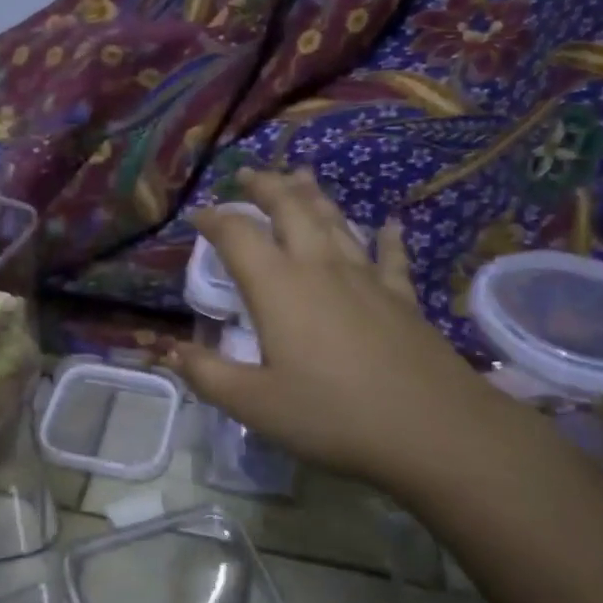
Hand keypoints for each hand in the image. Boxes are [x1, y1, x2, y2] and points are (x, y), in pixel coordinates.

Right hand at [162, 170, 542, 495]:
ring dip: (314, 195)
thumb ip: (208, 375)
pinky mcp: (402, 297)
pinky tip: (390, 224)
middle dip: (266, 187)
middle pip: (290, 210)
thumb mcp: (255, 404)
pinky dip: (387, 236)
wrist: (433, 429)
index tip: (198, 214)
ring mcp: (366, 278)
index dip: (214, 219)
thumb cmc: (333, 415)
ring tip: (300, 175)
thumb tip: (168, 350)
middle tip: (248, 173)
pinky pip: (391, 256)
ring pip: (335, 221)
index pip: (238, 235)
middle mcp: (319, 267)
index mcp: (278, 286)